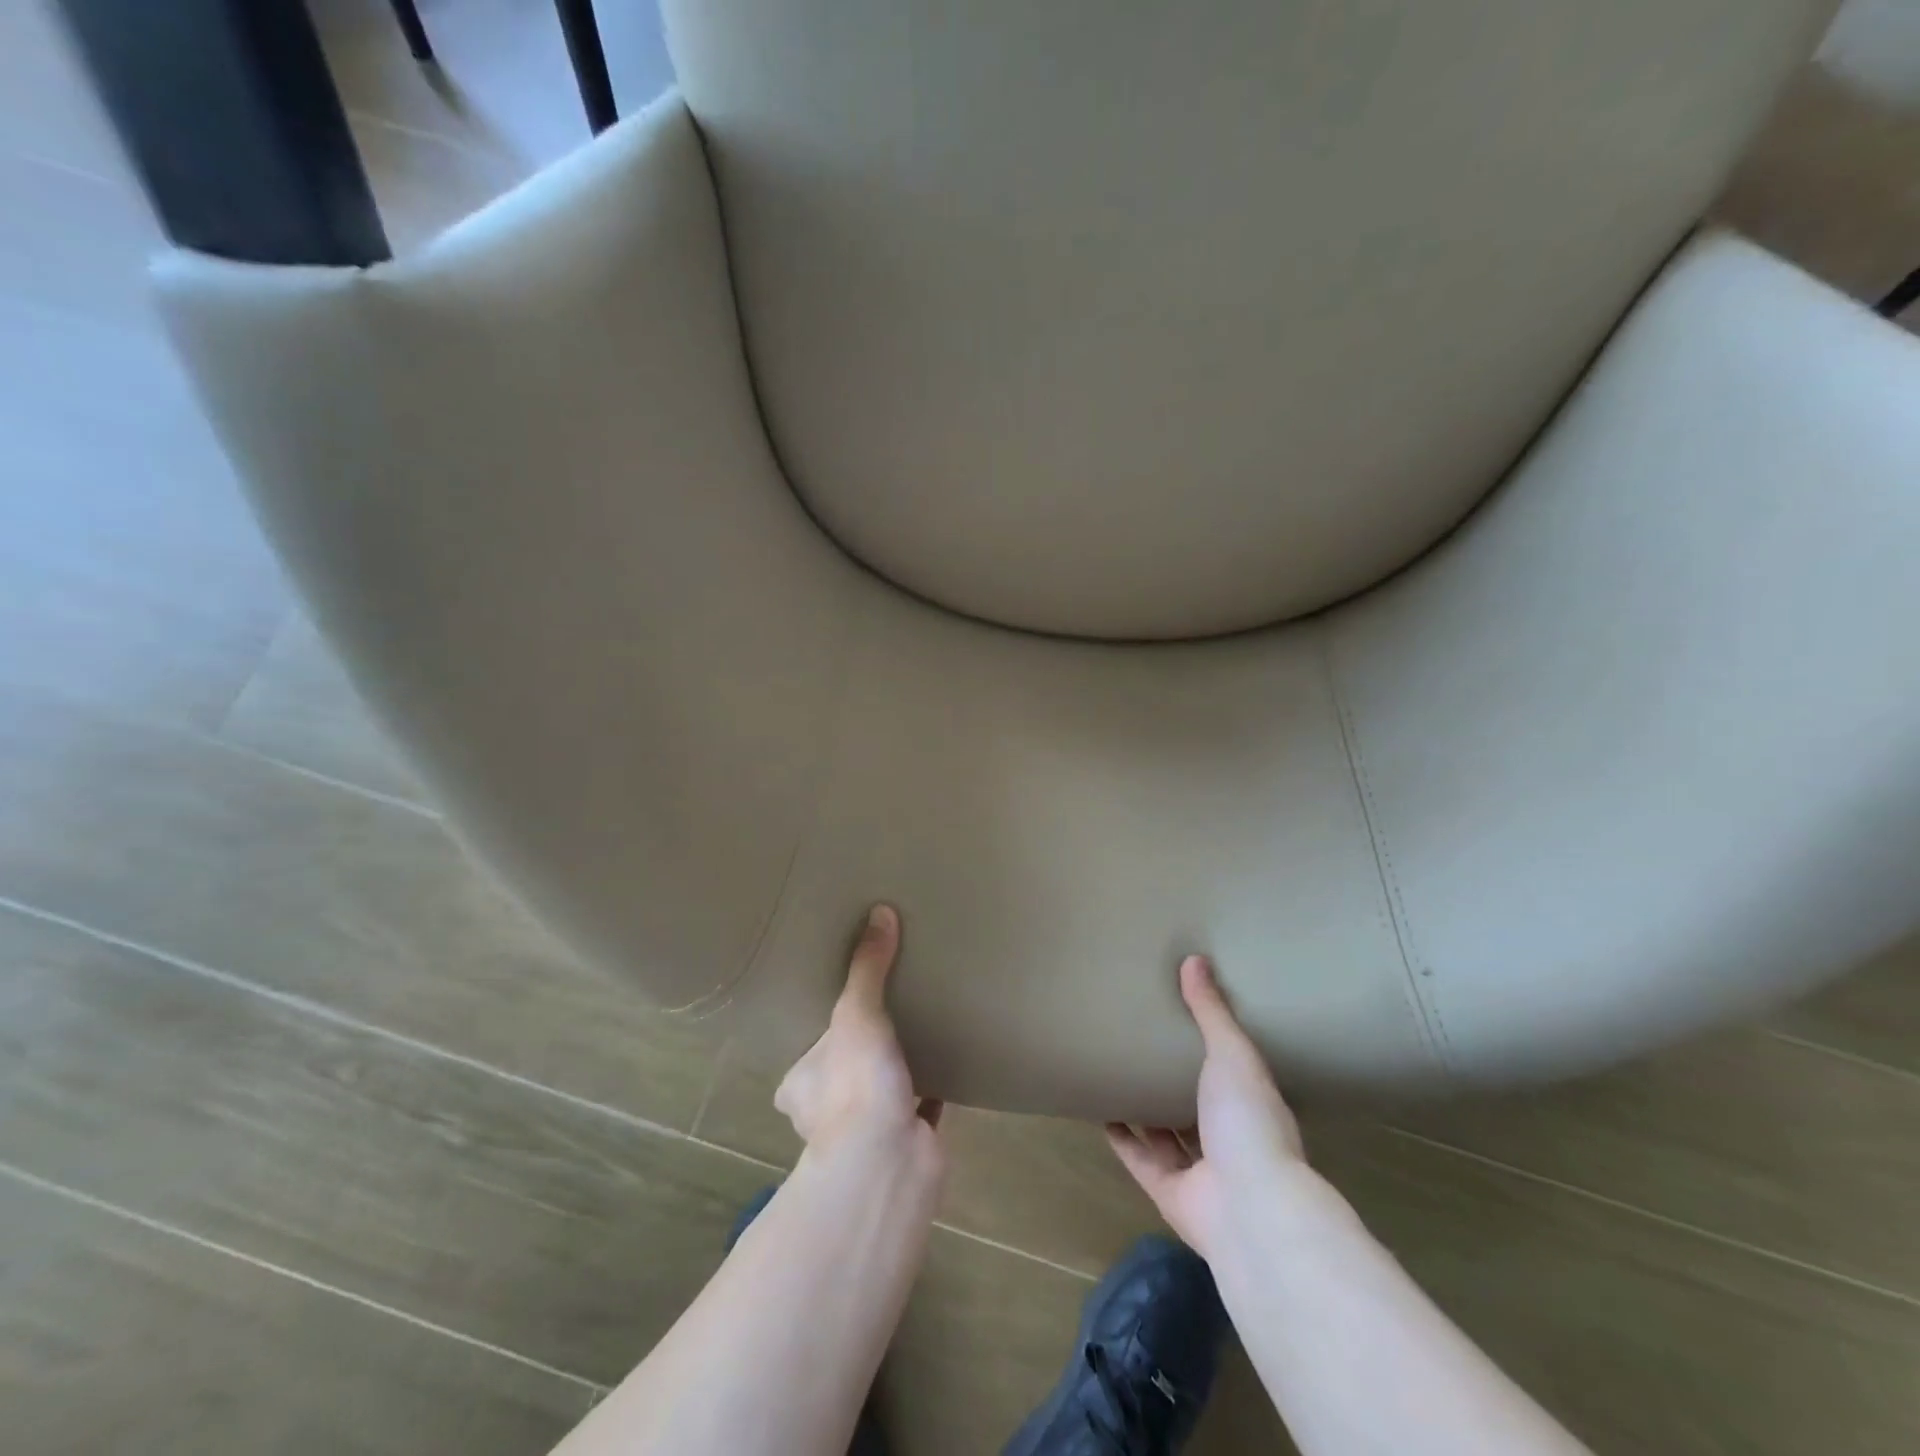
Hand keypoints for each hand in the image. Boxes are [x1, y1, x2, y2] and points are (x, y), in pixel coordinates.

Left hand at [775, 905, 943, 1161]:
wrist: (888, 1163)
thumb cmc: (854, 1085)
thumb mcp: (856, 1013)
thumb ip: (868, 967)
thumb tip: (880, 911)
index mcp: (801, 1085)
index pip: (806, 1053)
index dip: (822, 1034)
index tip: (843, 1009)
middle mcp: (825, 1112)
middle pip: (843, 1072)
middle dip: (860, 1052)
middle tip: (885, 1013)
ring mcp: (866, 1132)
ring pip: (879, 1091)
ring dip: (894, 1070)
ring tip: (917, 1030)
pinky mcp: (906, 1142)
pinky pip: (919, 1106)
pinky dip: (931, 1089)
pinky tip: (948, 1064)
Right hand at [1108, 955, 1311, 1258]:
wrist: (1248, 1208)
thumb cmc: (1248, 1121)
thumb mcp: (1232, 1054)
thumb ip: (1211, 1011)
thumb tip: (1195, 958)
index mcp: (1252, 1106)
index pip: (1233, 1074)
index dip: (1213, 1050)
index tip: (1186, 1021)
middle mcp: (1229, 1140)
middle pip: (1197, 1106)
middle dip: (1175, 1081)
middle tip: (1143, 1044)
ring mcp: (1200, 1171)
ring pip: (1168, 1136)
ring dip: (1146, 1112)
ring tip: (1118, 1075)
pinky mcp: (1169, 1192)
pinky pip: (1140, 1159)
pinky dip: (1122, 1139)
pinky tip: (1101, 1112)